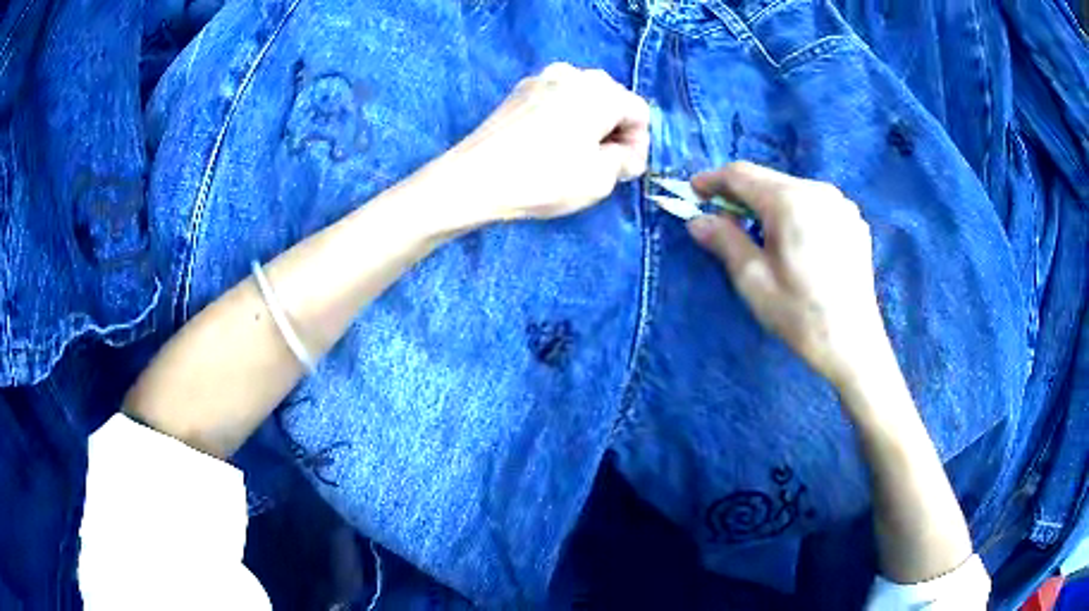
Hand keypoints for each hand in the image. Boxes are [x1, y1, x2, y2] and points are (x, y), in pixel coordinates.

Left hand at [443, 62, 649, 222]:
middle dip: (614, 132)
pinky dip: (564, 120)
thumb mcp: (600, 178)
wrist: (474, 179)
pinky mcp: (518, 92)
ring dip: (589, 126)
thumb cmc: (545, 178)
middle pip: (611, 101)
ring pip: (583, 100)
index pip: (639, 113)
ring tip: (577, 158)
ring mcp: (541, 79)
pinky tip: (551, 147)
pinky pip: (557, 102)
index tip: (624, 172)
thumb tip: (623, 152)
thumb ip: (625, 160)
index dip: (639, 145)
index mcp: (601, 90)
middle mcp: (573, 74)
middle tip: (604, 166)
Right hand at [687, 162, 890, 389]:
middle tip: (722, 219)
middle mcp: (818, 191)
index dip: (713, 179)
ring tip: (759, 233)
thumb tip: (697, 220)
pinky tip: (794, 242)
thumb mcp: (753, 280)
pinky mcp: (854, 221)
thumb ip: (724, 241)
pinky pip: (815, 205)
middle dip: (741, 194)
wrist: (853, 344)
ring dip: (769, 204)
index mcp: (790, 201)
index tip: (693, 191)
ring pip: (793, 190)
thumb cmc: (800, 314)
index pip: (741, 174)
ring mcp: (841, 204)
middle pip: (768, 180)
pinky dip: (796, 214)